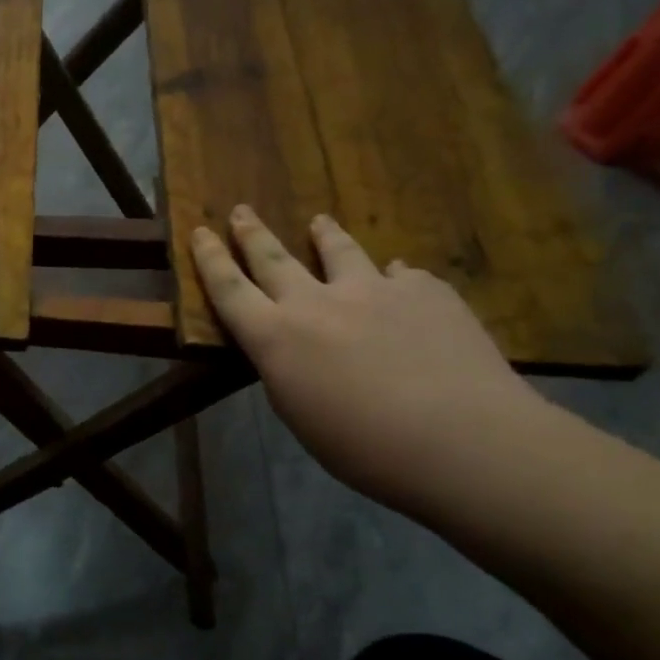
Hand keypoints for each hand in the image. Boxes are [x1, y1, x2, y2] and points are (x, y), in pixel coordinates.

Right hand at [192, 206, 553, 518]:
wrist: (460, 439)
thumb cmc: (364, 448)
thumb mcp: (300, 414)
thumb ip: (288, 370)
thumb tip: (296, 347)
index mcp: (277, 337)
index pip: (230, 289)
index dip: (211, 259)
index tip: (200, 232)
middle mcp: (316, 302)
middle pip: (274, 258)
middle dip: (252, 234)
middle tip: (241, 211)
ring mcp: (374, 289)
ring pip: (340, 251)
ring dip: (325, 236)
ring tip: (319, 221)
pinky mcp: (424, 290)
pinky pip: (401, 276)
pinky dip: (392, 278)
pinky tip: (400, 279)